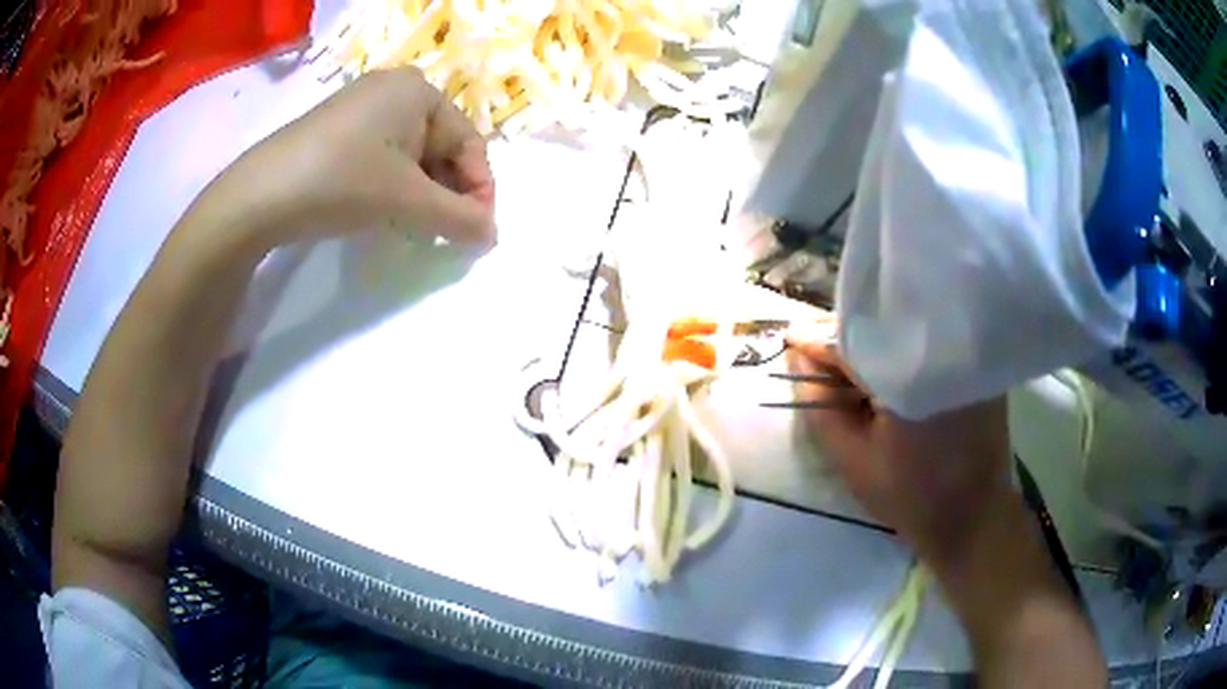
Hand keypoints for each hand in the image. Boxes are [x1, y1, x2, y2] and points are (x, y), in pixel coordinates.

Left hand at [204, 67, 495, 249]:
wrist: (260, 195)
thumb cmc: (343, 181)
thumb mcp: (407, 200)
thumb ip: (458, 218)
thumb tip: (493, 235)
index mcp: (420, 90)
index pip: (469, 142)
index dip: (479, 190)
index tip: (478, 234)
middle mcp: (394, 89)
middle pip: (440, 146)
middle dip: (448, 193)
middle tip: (446, 235)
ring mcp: (362, 107)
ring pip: (410, 154)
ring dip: (422, 194)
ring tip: (417, 229)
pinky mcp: (337, 130)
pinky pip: (382, 155)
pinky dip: (393, 186)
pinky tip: (385, 212)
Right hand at [786, 329, 1014, 563]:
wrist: (974, 518)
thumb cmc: (911, 497)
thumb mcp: (853, 460)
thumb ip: (820, 407)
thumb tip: (799, 359)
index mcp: (907, 374)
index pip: (851, 339)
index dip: (817, 340)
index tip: (791, 341)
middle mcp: (939, 350)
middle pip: (880, 326)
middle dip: (843, 338)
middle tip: (815, 355)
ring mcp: (962, 353)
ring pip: (904, 332)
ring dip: (872, 344)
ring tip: (846, 366)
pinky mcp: (976, 363)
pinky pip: (928, 343)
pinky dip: (902, 352)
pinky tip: (885, 372)